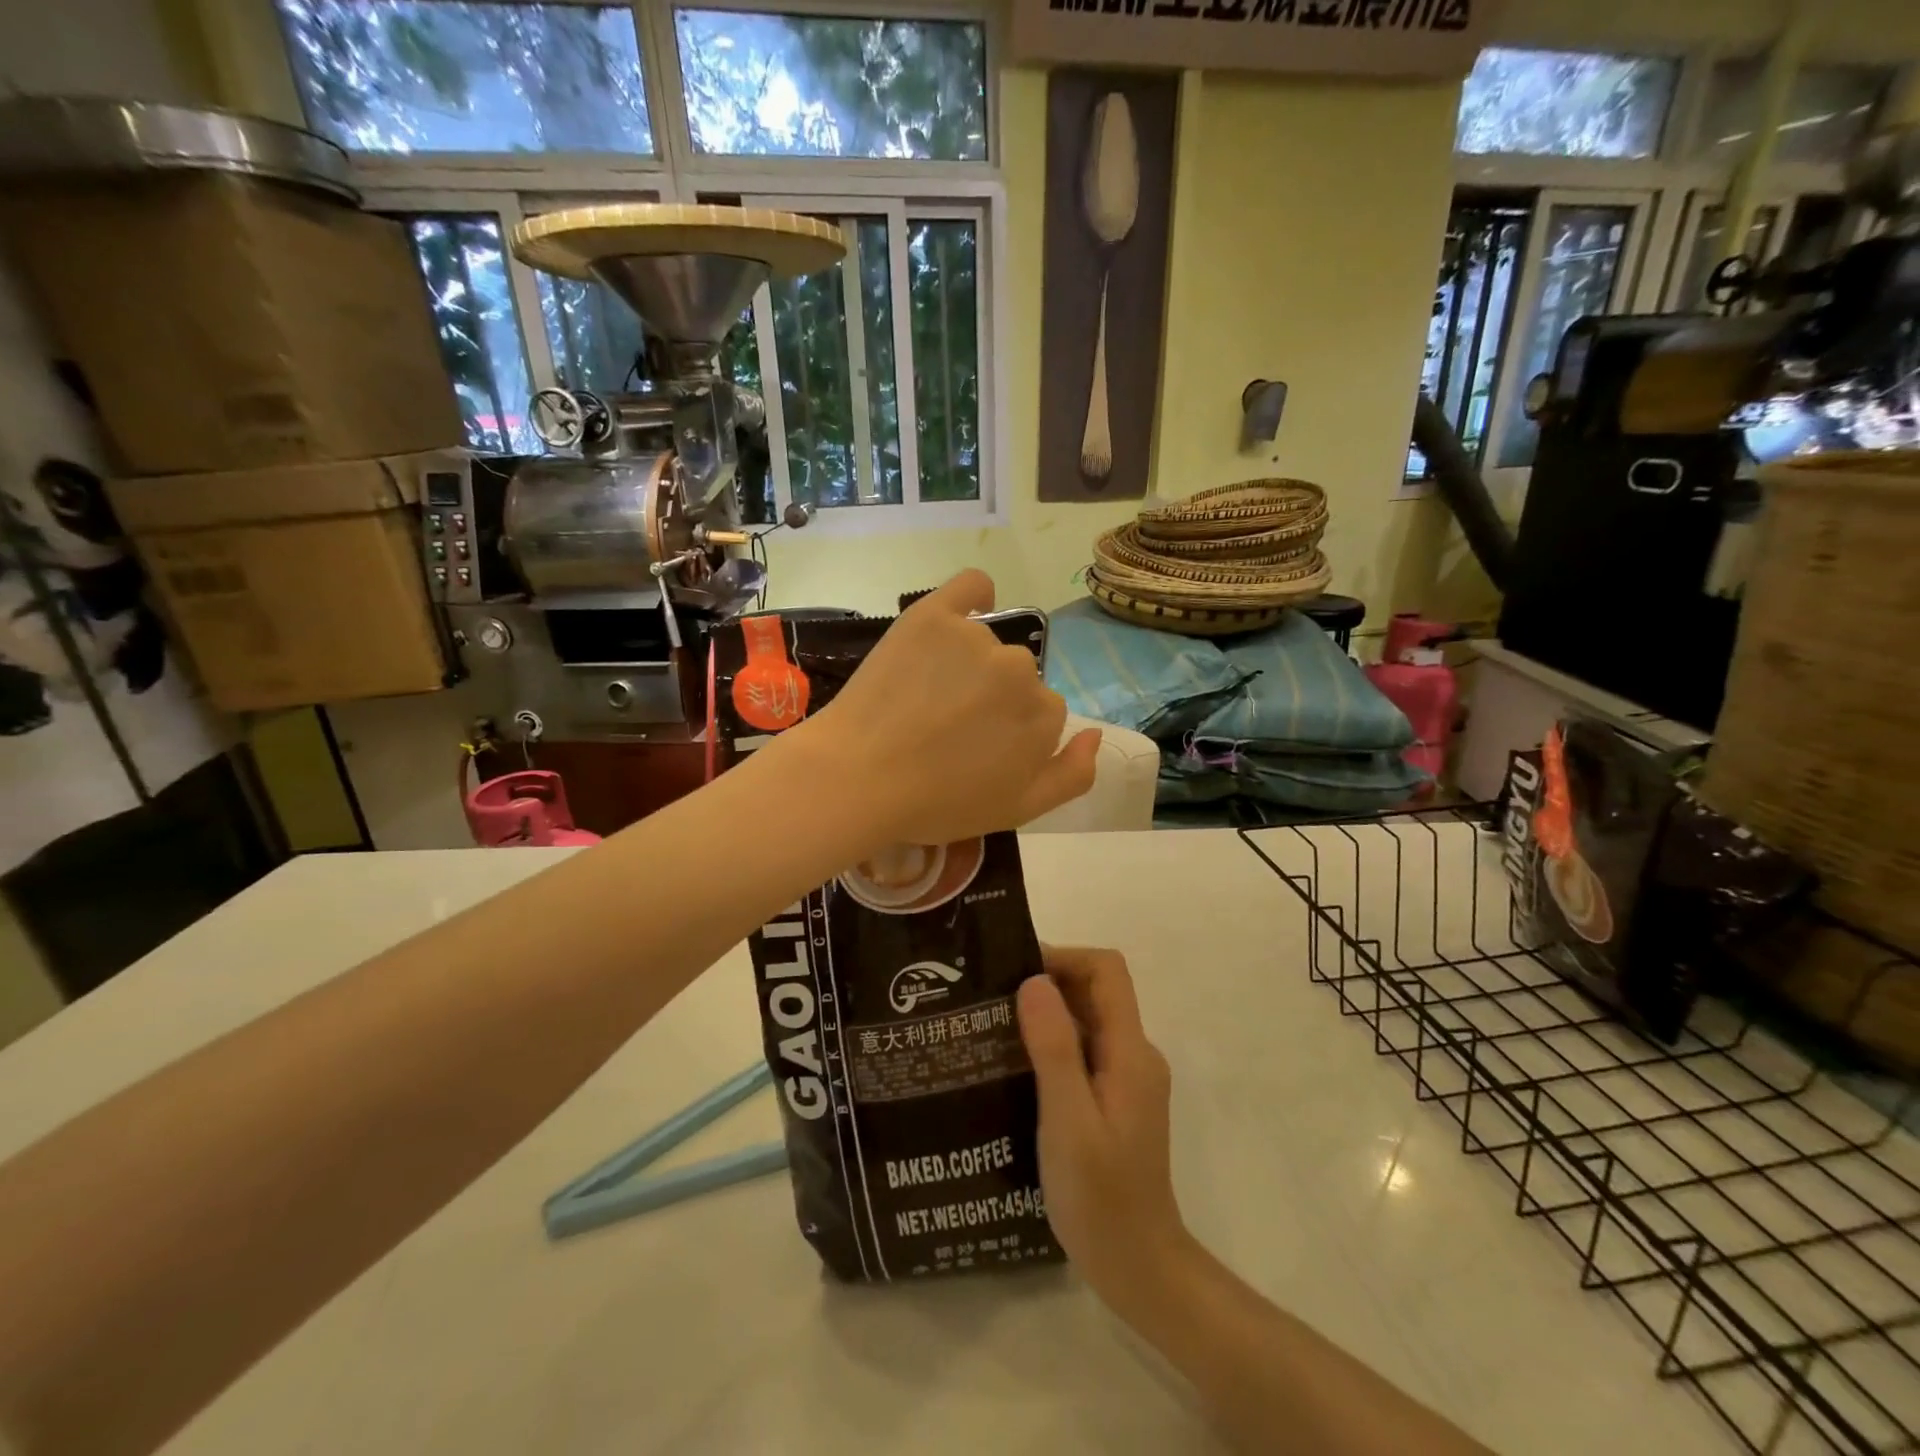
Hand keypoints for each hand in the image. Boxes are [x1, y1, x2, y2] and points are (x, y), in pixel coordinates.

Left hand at [796, 570, 1100, 846]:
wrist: (857, 779)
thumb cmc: (936, 804)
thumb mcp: (1017, 810)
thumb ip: (1072, 776)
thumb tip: (1096, 734)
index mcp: (1044, 717)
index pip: (1042, 713)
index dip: (1010, 734)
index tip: (976, 750)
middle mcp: (1021, 671)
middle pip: (1018, 678)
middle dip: (992, 700)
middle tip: (946, 727)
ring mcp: (977, 639)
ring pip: (989, 645)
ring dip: (969, 664)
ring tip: (923, 698)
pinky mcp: (934, 615)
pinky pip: (972, 587)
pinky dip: (973, 598)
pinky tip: (960, 615)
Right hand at [1018, 946, 1193, 1312]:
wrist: (1138, 1267)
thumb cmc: (1101, 1197)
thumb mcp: (1068, 1121)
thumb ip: (1054, 1048)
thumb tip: (1034, 980)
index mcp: (1130, 1052)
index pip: (1106, 971)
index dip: (1064, 958)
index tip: (1015, 972)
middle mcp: (1134, 1055)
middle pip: (1095, 991)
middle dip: (1047, 983)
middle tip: (991, 997)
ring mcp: (1126, 1079)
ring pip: (1087, 1021)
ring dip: (1045, 1014)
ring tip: (992, 1027)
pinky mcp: (1114, 1100)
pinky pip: (1083, 1051)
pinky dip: (1051, 1044)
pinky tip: (1012, 1066)